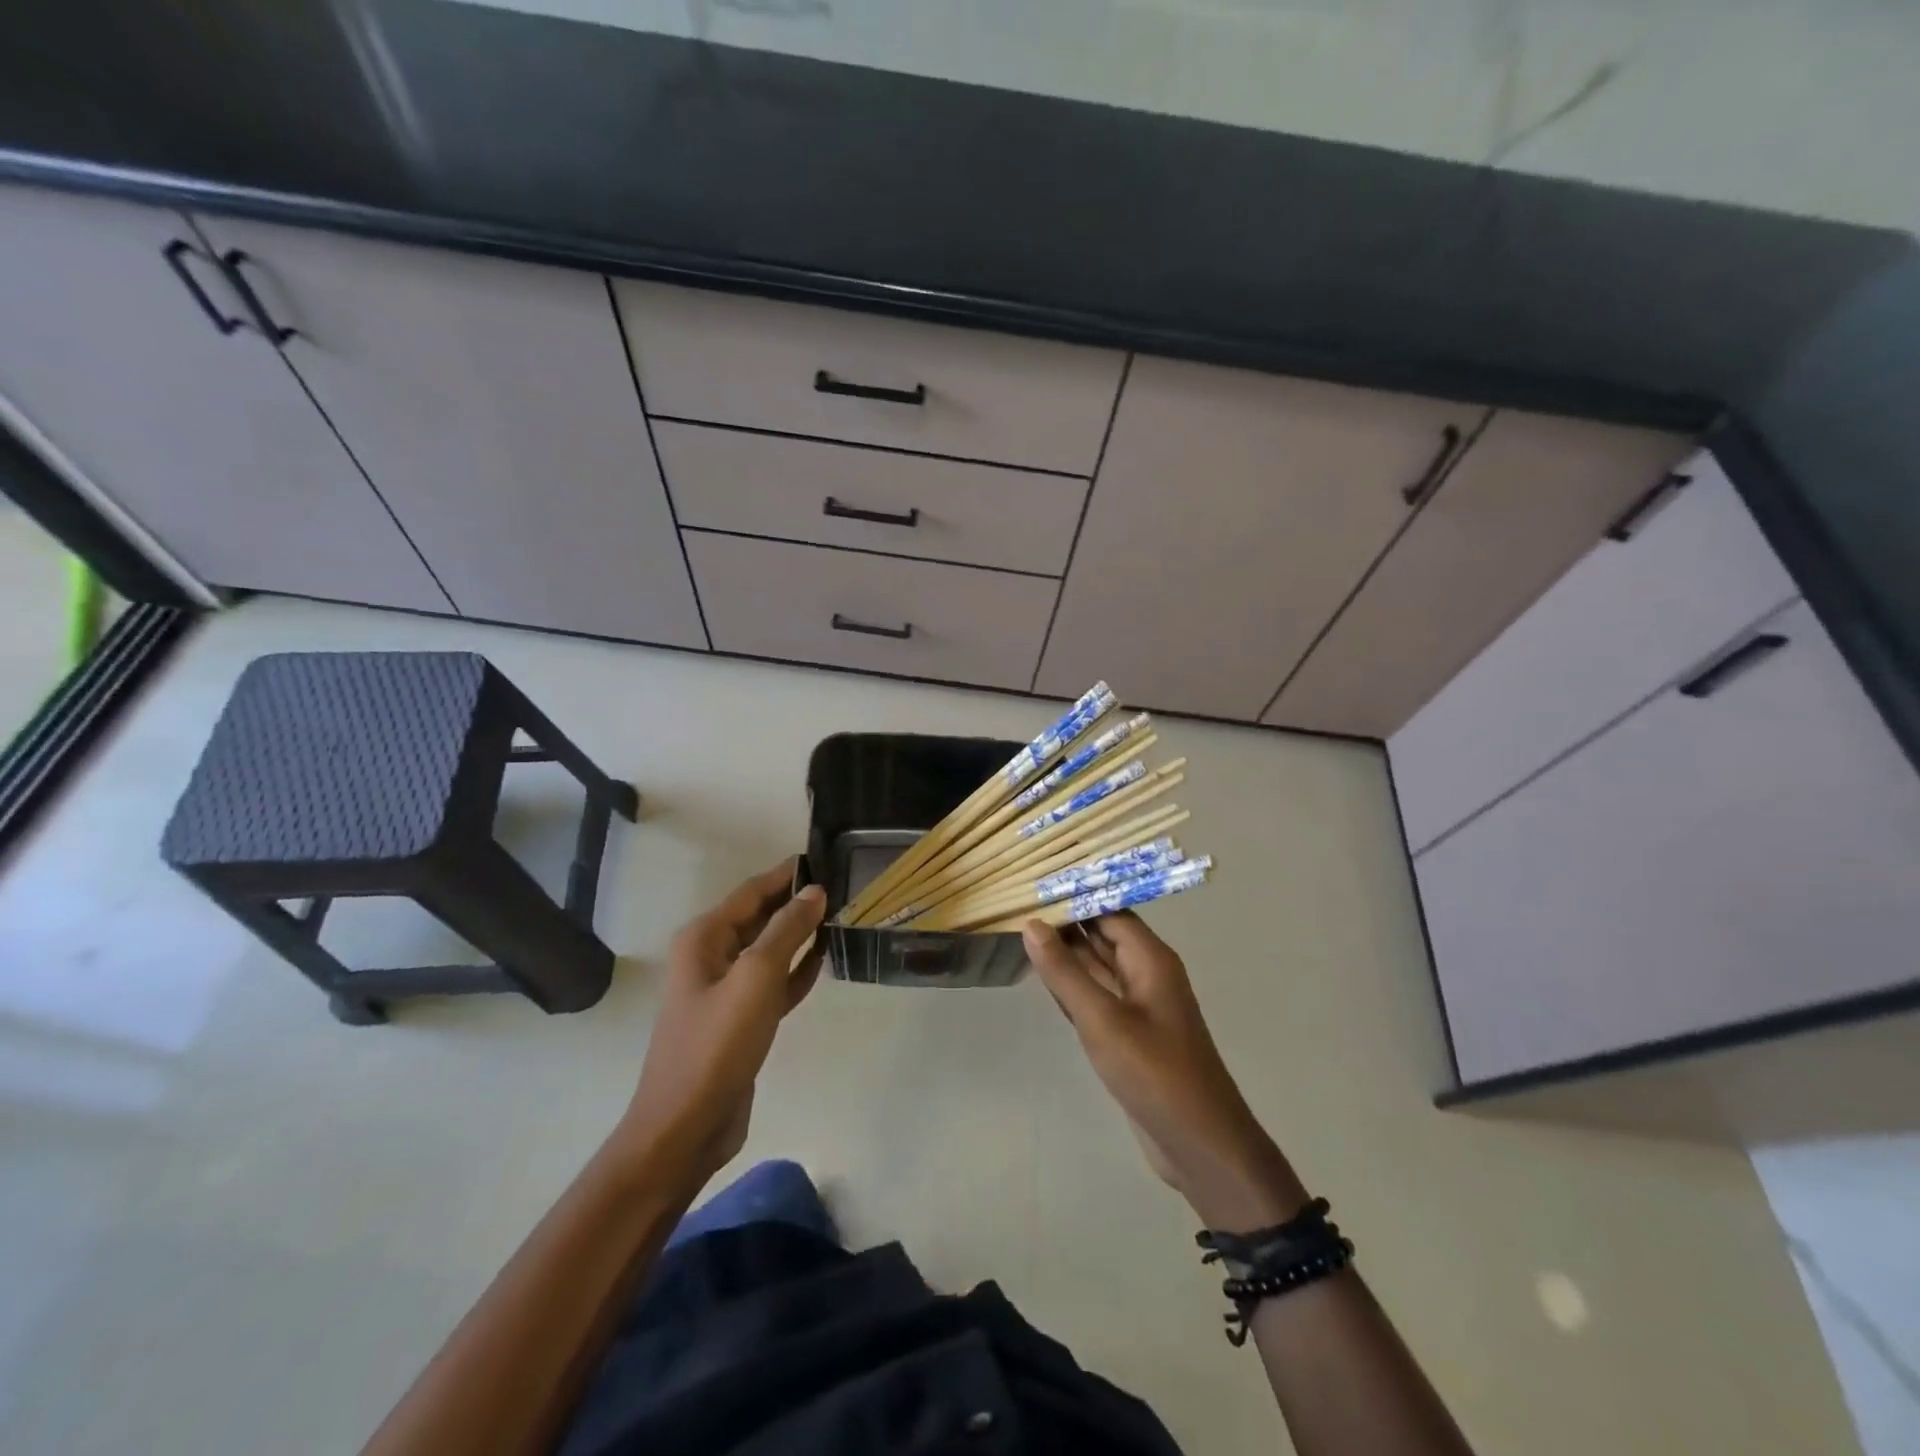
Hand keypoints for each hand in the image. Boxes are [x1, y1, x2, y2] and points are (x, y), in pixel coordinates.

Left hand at [615, 860, 827, 1191]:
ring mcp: (726, 990)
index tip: (827, 857)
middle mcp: (712, 956)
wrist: (686, 1127)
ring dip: (802, 934)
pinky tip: (825, 959)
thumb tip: (815, 891)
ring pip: (770, 949)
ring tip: (842, 916)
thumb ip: (787, 930)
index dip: (788, 873)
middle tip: (844, 886)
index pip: (753, 891)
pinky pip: (774, 981)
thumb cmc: (717, 1044)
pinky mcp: (741, 1019)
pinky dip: (798, 968)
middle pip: (761, 916)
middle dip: (798, 901)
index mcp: (705, 938)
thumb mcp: (756, 977)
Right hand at [1025, 913, 1307, 1231]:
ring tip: (1020, 929)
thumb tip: (1032, 923)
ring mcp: (1138, 1005)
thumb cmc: (1154, 1073)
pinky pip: (1096, 996)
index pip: (1109, 910)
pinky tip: (1043, 976)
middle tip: (1017, 902)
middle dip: (1065, 920)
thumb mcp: (1102, 1020)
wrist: (1199, 1145)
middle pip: (1102, 934)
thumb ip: (1064, 972)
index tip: (1032, 883)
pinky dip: (1071, 984)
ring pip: (1097, 966)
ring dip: (1065, 952)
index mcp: (1150, 959)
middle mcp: (1146, 973)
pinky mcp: (1129, 1033)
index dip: (1074, 895)